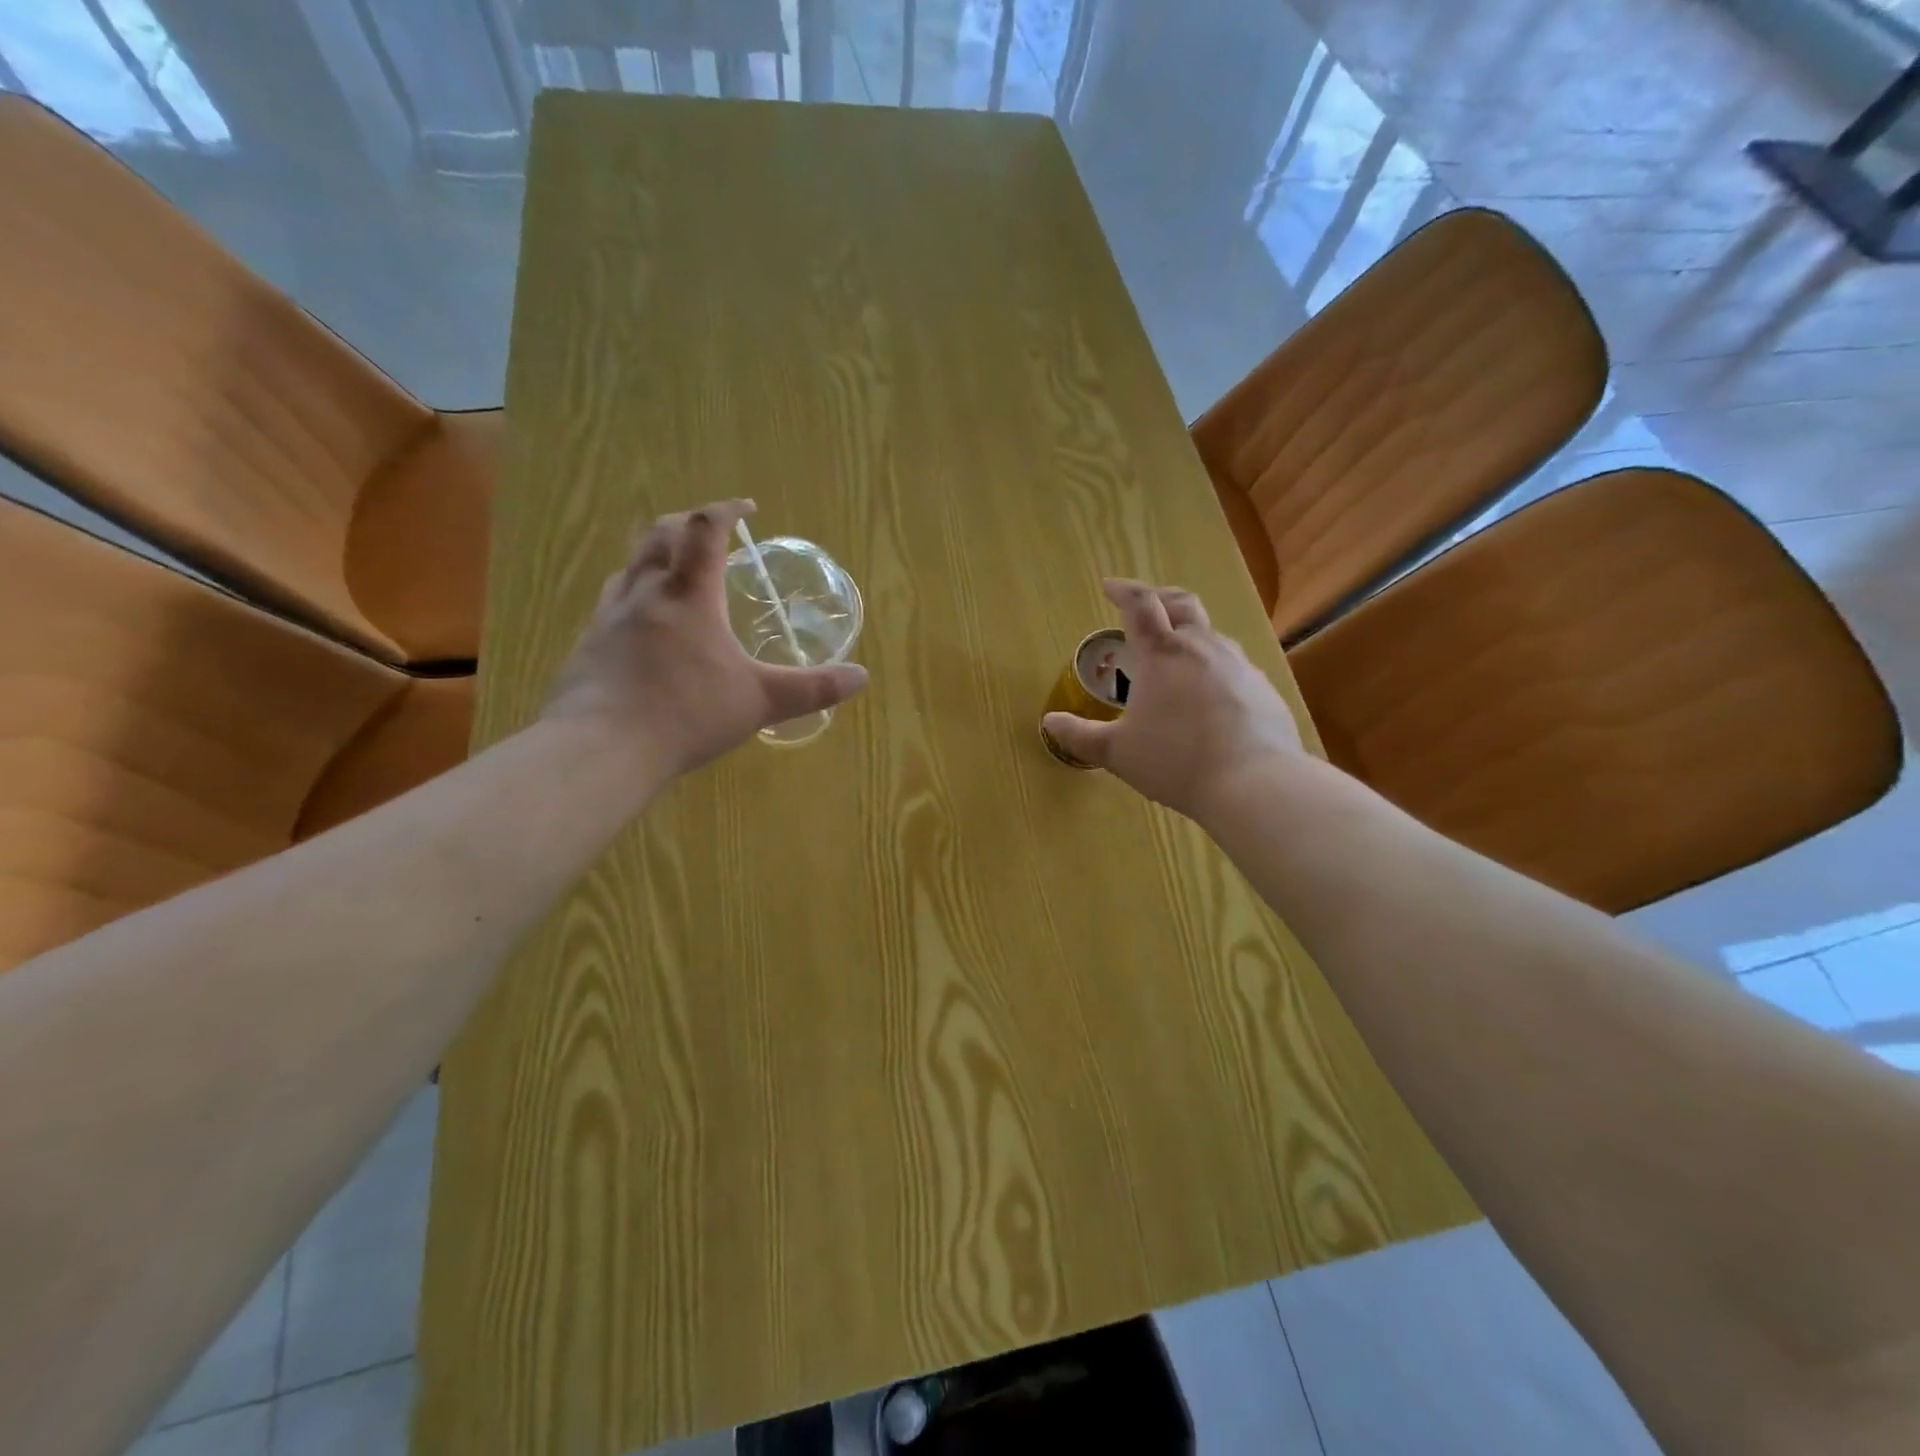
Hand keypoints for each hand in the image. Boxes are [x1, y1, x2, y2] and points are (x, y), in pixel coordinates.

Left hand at [542, 498, 867, 777]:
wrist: (602, 748)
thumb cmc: (687, 714)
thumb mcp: (761, 701)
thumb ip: (812, 688)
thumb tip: (860, 677)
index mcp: (690, 594)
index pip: (705, 529)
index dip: (727, 510)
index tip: (748, 508)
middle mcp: (646, 592)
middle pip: (661, 534)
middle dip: (688, 523)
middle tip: (711, 533)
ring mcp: (610, 616)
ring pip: (631, 565)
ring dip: (657, 555)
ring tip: (678, 573)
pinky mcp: (589, 643)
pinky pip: (614, 601)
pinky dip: (636, 594)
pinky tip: (645, 626)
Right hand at [1042, 579, 1304, 821]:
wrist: (1254, 783)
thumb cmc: (1175, 761)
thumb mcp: (1117, 752)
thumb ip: (1081, 736)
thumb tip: (1049, 723)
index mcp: (1163, 654)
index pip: (1141, 604)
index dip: (1123, 591)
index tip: (1109, 587)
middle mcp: (1203, 648)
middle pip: (1182, 604)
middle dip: (1160, 598)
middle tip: (1145, 607)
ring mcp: (1239, 665)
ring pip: (1211, 635)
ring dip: (1189, 634)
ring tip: (1176, 656)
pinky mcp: (1263, 689)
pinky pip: (1234, 667)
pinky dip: (1214, 668)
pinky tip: (1210, 697)